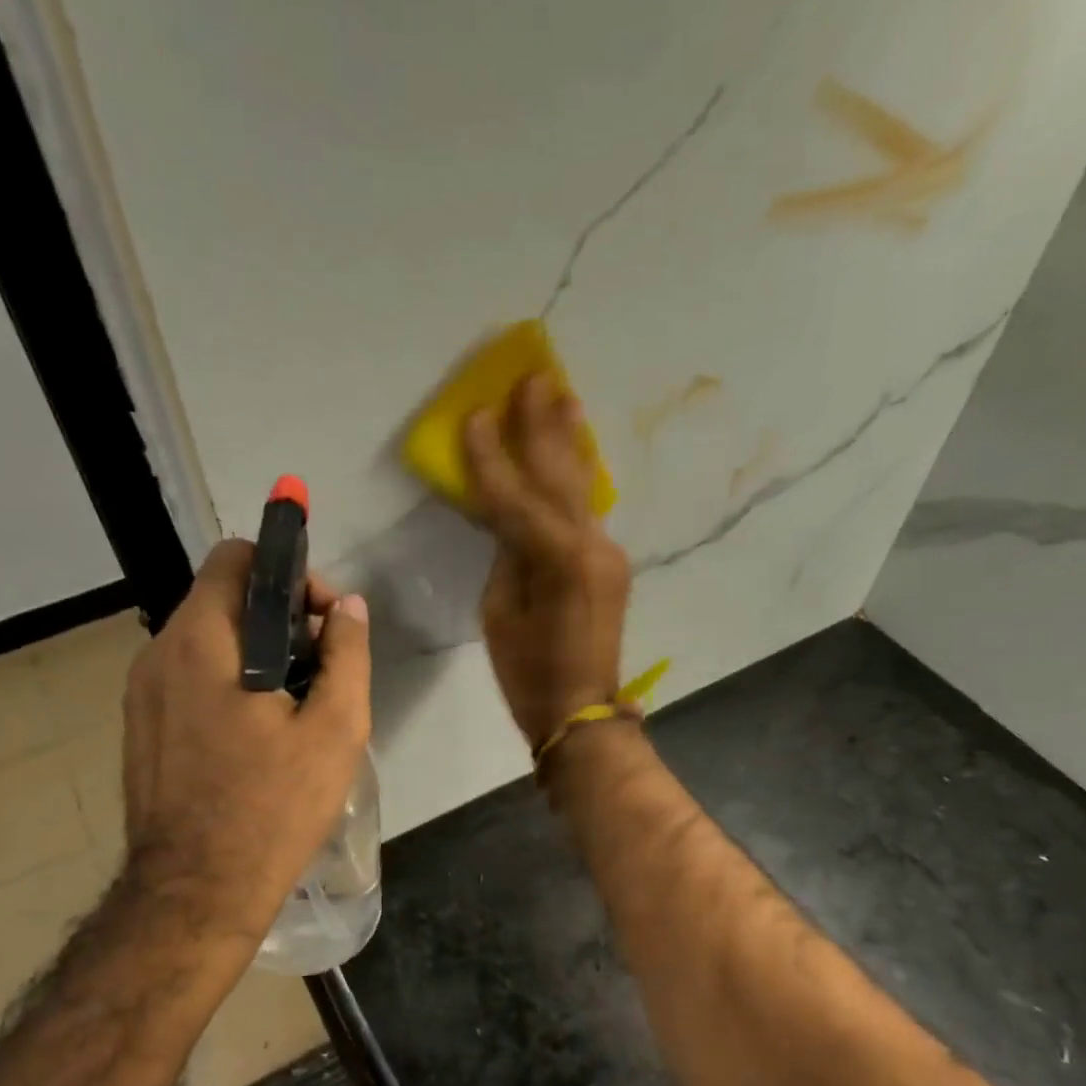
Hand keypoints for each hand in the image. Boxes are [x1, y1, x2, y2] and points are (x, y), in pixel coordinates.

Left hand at [119, 541, 370, 960]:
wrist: (196, 893)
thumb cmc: (273, 808)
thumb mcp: (335, 729)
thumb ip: (347, 655)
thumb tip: (349, 608)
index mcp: (202, 642)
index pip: (236, 559)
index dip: (288, 572)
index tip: (324, 618)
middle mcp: (158, 654)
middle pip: (222, 599)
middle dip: (279, 616)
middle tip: (322, 665)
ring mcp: (141, 694)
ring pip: (206, 640)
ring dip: (255, 650)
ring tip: (296, 702)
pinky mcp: (140, 728)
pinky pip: (188, 678)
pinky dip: (227, 680)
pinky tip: (258, 732)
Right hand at [465, 373, 630, 749]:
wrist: (582, 710)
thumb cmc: (529, 674)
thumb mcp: (499, 615)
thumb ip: (506, 558)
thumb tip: (509, 524)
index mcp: (557, 562)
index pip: (515, 498)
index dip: (492, 457)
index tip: (476, 414)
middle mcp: (590, 547)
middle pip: (559, 477)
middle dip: (542, 427)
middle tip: (534, 376)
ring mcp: (606, 554)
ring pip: (581, 488)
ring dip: (570, 441)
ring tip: (564, 394)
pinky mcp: (610, 565)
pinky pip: (587, 511)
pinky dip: (575, 479)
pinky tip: (574, 451)